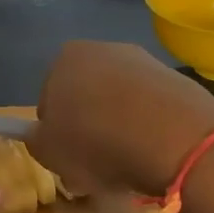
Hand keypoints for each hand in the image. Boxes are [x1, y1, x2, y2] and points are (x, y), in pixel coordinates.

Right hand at [28, 41, 213, 195]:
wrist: (175, 140)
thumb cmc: (97, 143)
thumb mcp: (48, 152)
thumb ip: (35, 139)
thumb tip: (40, 134)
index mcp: (65, 59)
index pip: (49, 100)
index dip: (55, 132)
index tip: (67, 156)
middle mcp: (103, 49)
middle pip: (86, 96)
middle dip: (88, 126)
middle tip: (94, 163)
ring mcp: (144, 62)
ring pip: (119, 101)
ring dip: (118, 127)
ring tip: (127, 162)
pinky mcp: (177, 80)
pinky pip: (151, 108)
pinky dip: (148, 127)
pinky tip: (152, 151)